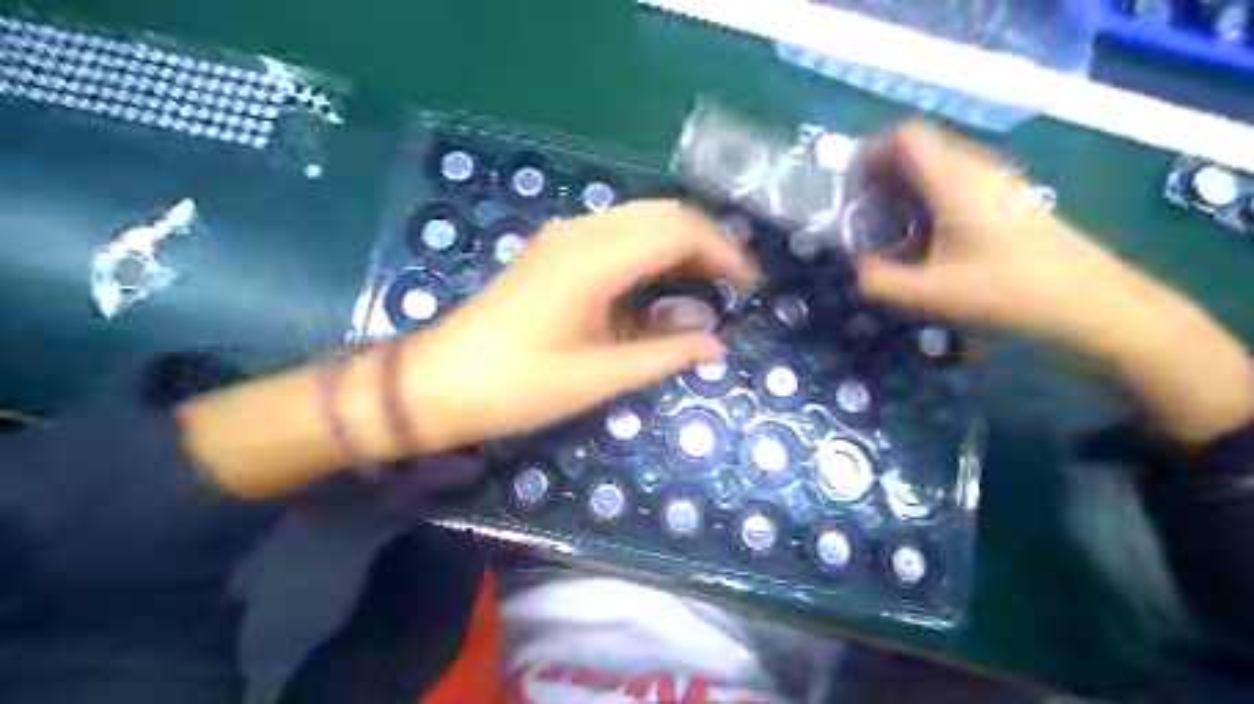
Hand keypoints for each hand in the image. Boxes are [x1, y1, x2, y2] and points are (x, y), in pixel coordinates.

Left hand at [395, 200, 757, 453]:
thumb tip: (717, 343)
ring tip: (703, 285)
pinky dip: (648, 251)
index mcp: (594, 260)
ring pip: (638, 220)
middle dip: (705, 243)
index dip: (723, 253)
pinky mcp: (551, 252)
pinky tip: (656, 285)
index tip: (750, 286)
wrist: (436, 384)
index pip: (679, 232)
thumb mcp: (598, 378)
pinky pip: (614, 234)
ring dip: (677, 244)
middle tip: (732, 285)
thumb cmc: (516, 386)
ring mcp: (562, 239)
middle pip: (662, 215)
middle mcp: (581, 234)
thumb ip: (663, 355)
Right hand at [863, 120, 1252, 439]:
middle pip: (922, 147)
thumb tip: (858, 270)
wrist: (1091, 302)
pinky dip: (930, 195)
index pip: (907, 137)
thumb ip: (883, 281)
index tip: (848, 183)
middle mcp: (977, 170)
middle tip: (860, 207)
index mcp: (955, 182)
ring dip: (907, 183)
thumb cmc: (1009, 291)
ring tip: (885, 221)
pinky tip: (924, 233)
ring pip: (941, 163)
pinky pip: (958, 180)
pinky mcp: (1009, 200)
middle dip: (884, 170)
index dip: (872, 151)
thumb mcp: (933, 294)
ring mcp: (998, 183)